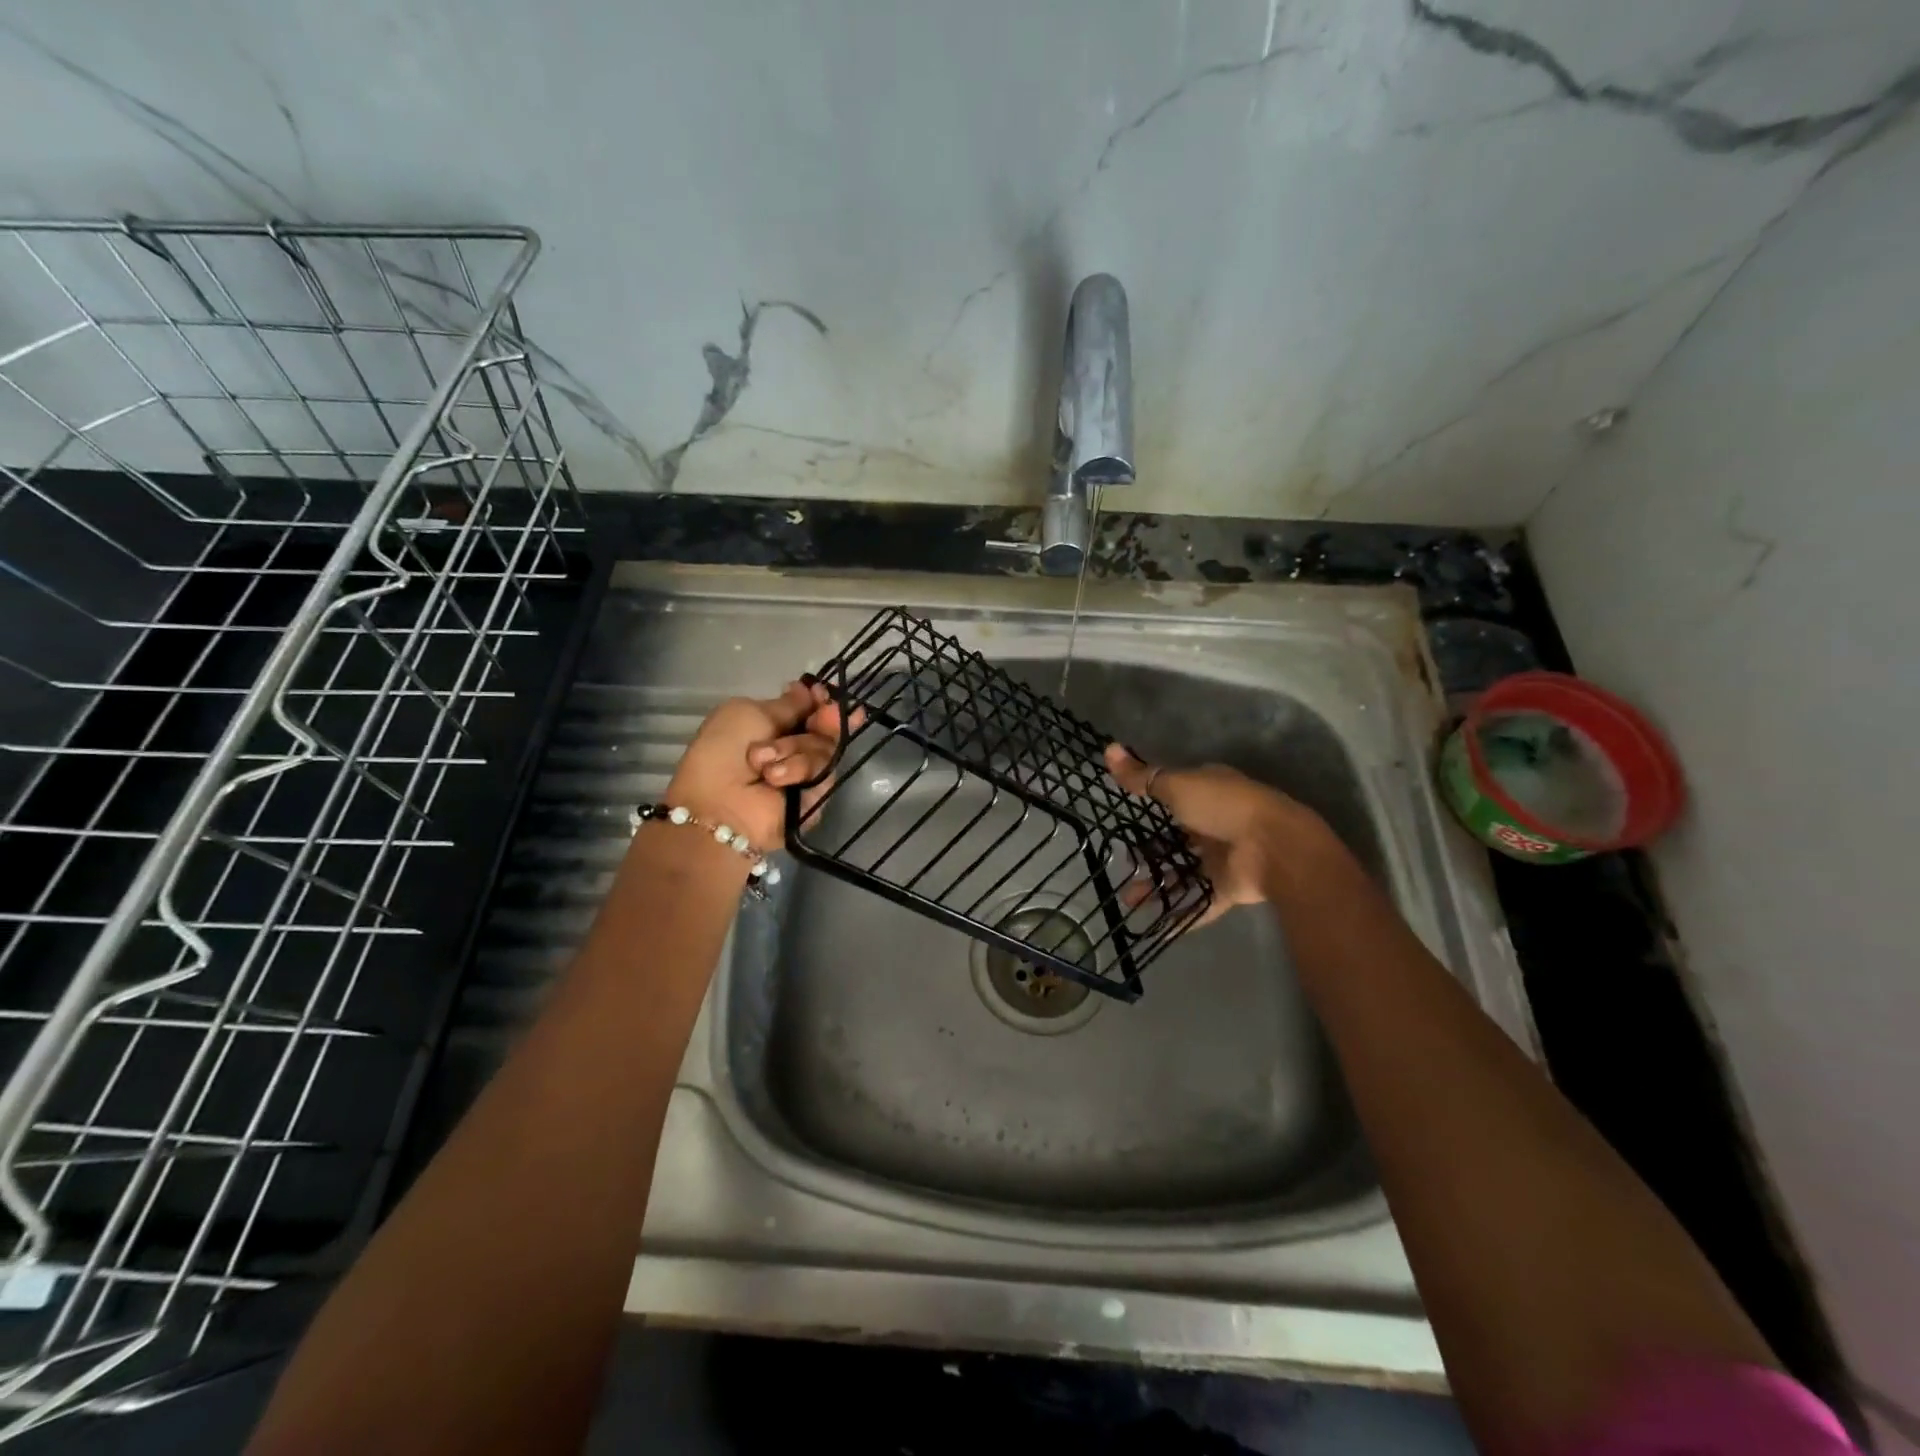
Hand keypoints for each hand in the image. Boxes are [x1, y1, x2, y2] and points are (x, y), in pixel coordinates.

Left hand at [666, 681, 856, 852]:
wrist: (721, 805)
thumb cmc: (723, 752)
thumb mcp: (748, 713)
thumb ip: (787, 704)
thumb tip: (809, 689)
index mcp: (772, 724)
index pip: (809, 708)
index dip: (819, 699)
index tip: (821, 693)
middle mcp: (794, 746)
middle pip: (827, 726)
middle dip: (826, 718)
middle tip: (822, 716)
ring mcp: (807, 772)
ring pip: (825, 746)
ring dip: (794, 749)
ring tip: (765, 766)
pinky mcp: (817, 796)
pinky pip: (824, 771)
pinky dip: (798, 770)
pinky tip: (776, 778)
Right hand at [1104, 745, 1323, 924]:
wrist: (1275, 848)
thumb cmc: (1224, 807)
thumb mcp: (1177, 786)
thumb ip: (1142, 778)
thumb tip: (1107, 748)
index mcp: (1207, 792)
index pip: (1174, 795)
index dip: (1150, 805)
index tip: (1123, 819)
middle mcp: (1214, 823)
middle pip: (1175, 839)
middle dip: (1148, 853)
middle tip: (1120, 865)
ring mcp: (1223, 857)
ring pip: (1183, 873)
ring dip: (1158, 886)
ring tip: (1128, 900)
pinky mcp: (1229, 887)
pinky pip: (1201, 903)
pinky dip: (1181, 915)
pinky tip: (1156, 924)